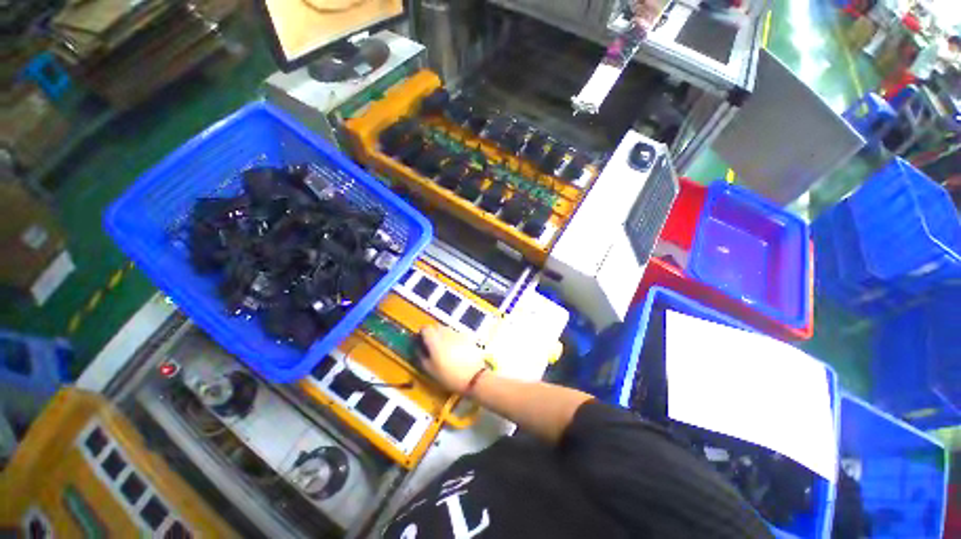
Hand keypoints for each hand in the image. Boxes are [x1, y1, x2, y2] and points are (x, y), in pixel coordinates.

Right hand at [419, 325, 486, 393]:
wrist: (474, 377)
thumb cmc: (448, 375)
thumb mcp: (429, 369)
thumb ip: (421, 356)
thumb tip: (417, 348)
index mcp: (434, 339)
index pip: (425, 328)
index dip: (422, 334)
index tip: (421, 342)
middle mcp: (446, 332)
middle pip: (436, 327)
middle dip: (433, 334)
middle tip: (432, 347)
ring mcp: (458, 333)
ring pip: (447, 330)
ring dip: (444, 336)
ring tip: (445, 350)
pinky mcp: (468, 336)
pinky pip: (457, 334)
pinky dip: (454, 339)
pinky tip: (456, 351)